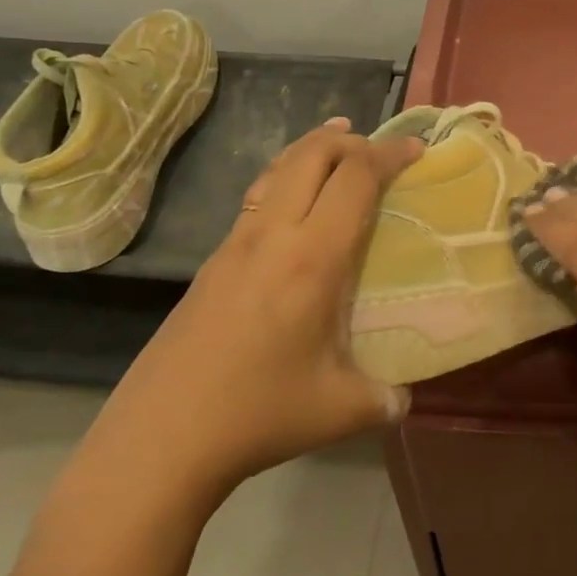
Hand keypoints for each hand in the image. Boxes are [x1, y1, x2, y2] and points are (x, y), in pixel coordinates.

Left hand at [104, 118, 422, 494]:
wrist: (161, 436)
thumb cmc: (259, 413)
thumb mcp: (342, 410)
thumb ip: (386, 398)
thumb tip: (403, 397)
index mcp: (312, 259)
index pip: (354, 179)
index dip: (388, 155)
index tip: (415, 149)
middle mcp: (272, 236)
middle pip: (310, 155)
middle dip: (349, 140)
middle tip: (378, 150)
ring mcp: (235, 244)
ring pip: (276, 170)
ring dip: (312, 150)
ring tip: (338, 147)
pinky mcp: (211, 262)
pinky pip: (257, 198)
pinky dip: (285, 178)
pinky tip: (294, 205)